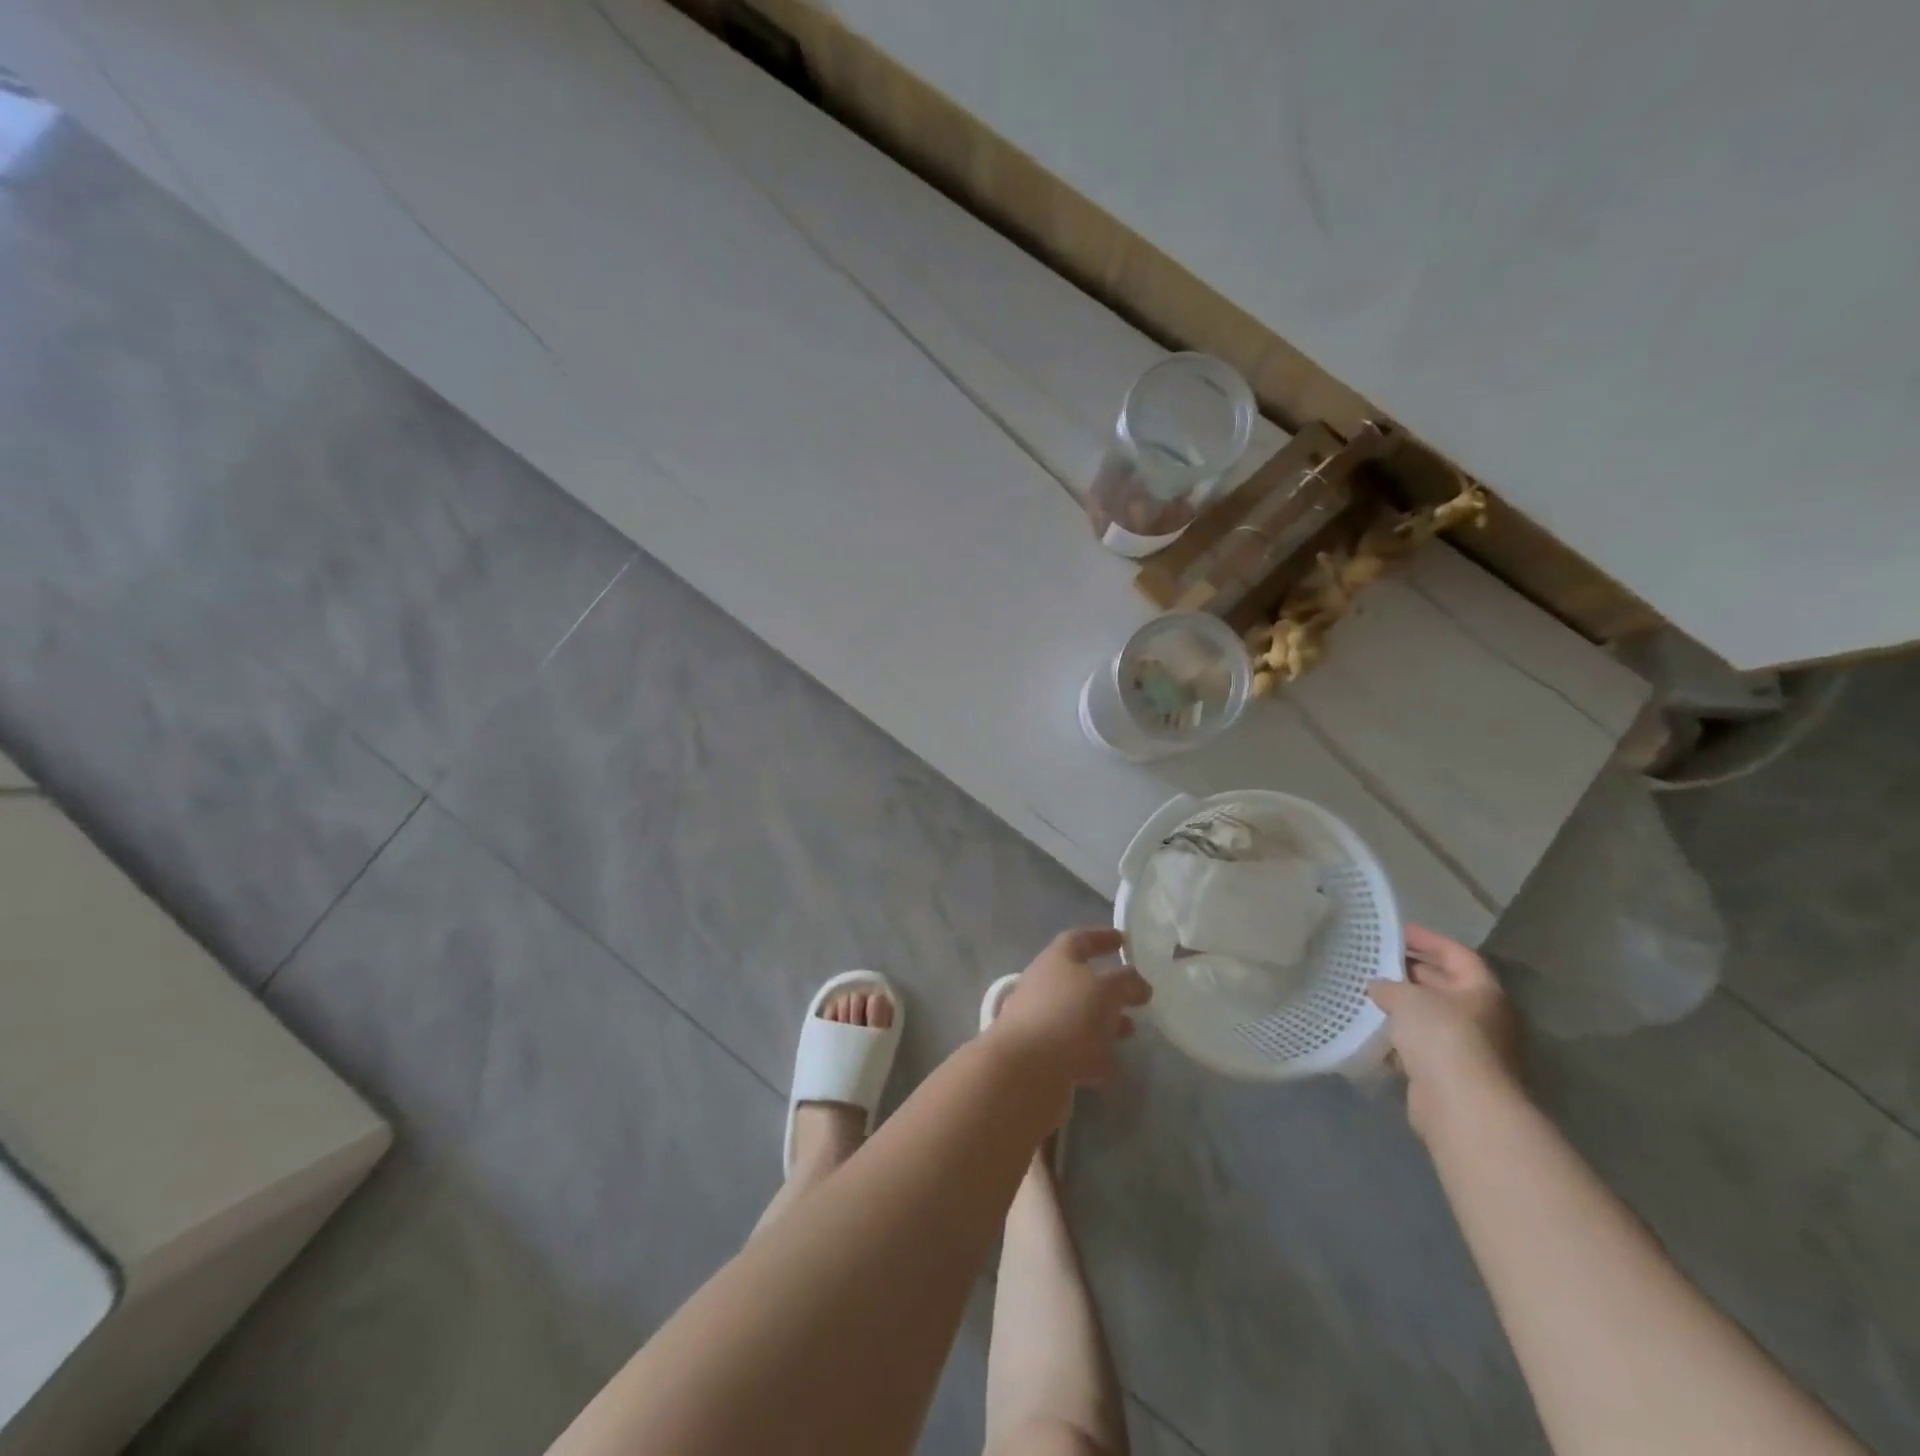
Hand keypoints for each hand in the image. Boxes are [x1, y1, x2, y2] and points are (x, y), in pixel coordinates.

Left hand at [991, 928, 1151, 1089]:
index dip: (1102, 937)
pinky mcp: (1041, 1055)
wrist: (1024, 1069)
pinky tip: (1114, 1068)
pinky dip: (1094, 1057)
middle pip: (1079, 981)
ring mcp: (1040, 1021)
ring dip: (1104, 1023)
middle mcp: (1044, 985)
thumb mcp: (1106, 990)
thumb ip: (1126, 982)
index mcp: (1056, 959)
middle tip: (1136, 997)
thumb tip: (1138, 983)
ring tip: (1130, 1032)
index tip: (1123, 940)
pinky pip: (1074, 1051)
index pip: (1080, 939)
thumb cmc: (1068, 1015)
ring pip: (1078, 1017)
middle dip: (1109, 988)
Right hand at [1370, 925, 1523, 1137]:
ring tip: (1368, 994)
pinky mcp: (1451, 1075)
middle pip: (1446, 986)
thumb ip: (1389, 985)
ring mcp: (1470, 1049)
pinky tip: (1373, 1032)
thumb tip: (1377, 986)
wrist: (1461, 1105)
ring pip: (1432, 1018)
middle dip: (1411, 973)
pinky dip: (1400, 1039)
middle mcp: (1484, 1018)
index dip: (1428, 939)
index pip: (1457, 954)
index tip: (1397, 931)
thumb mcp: (1408, 998)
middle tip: (1376, 961)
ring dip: (1403, 1008)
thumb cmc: (1442, 1037)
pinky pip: (1422, 1047)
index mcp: (1483, 992)